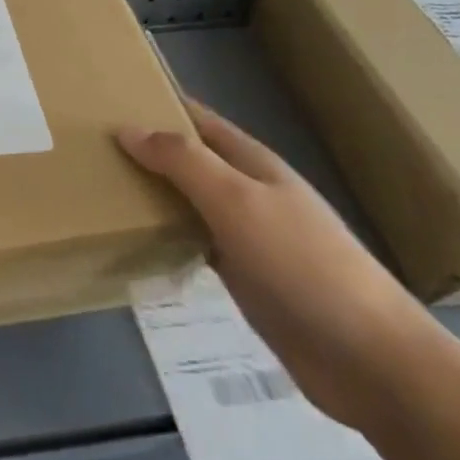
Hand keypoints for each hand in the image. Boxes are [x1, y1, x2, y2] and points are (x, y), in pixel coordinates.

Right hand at [119, 101, 432, 430]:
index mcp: (252, 163)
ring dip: (153, 192)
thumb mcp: (237, 200)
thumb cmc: (303, 265)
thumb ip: (183, 162)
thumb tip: (127, 128)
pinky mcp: (246, 279)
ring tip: (101, 186)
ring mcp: (249, 237)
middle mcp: (249, 193)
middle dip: (147, 148)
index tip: (108, 99)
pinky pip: (195, 243)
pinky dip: (166, 235)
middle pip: (190, 159)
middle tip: (89, 146)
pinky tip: (135, 239)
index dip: (158, 104)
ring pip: (189, 201)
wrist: (370, 360)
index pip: (197, 119)